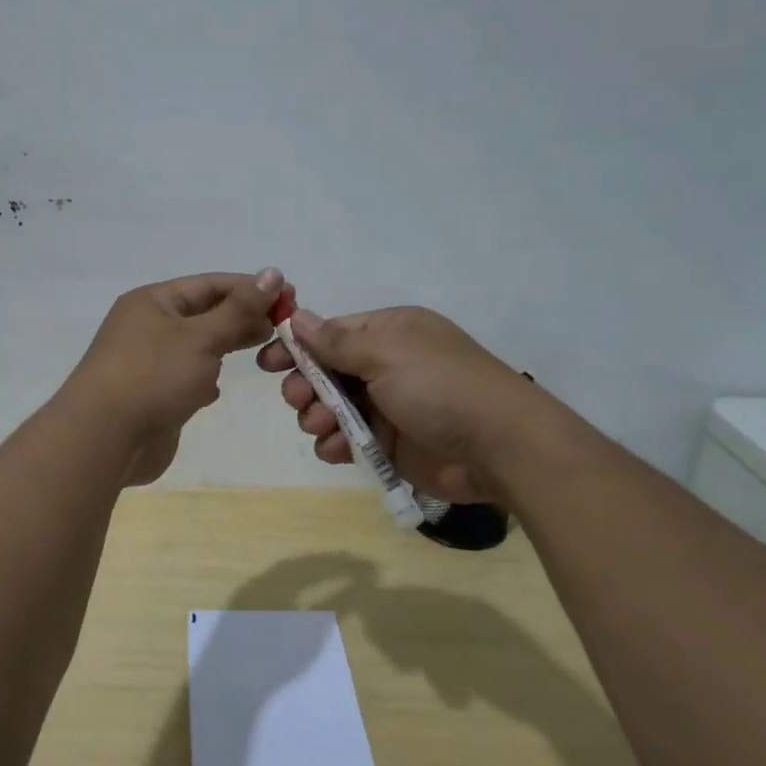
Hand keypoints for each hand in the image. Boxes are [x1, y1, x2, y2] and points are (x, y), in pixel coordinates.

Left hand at [67, 268, 284, 485]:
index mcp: (153, 301)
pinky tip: (217, 388)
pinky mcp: (152, 396)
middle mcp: (148, 326)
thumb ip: (239, 309)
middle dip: (243, 317)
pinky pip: (186, 378)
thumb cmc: (153, 376)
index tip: (290, 295)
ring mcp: (148, 363)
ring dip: (227, 346)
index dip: (250, 287)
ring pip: (197, 346)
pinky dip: (205, 378)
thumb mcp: (201, 337)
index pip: (210, 284)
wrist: (104, 439)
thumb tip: (273, 273)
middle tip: (284, 326)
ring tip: (264, 349)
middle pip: (205, 314)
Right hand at [255, 305, 540, 503]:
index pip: (330, 333)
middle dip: (305, 386)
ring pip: (331, 408)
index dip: (297, 347)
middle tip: (299, 399)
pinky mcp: (389, 444)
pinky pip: (347, 440)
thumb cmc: (439, 386)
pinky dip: (335, 444)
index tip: (267, 363)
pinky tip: (336, 449)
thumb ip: (336, 341)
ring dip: (317, 416)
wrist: (497, 446)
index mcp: (388, 333)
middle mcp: (385, 366)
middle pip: (325, 372)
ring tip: (322, 426)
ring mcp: (387, 406)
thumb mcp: (387, 353)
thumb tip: (297, 317)